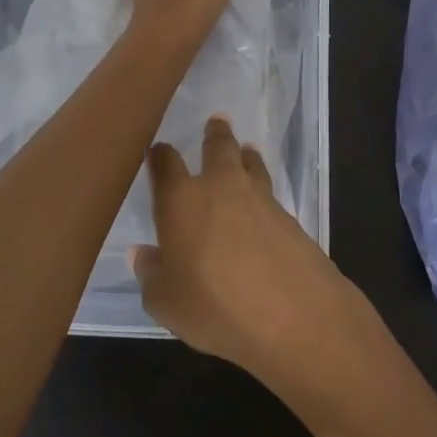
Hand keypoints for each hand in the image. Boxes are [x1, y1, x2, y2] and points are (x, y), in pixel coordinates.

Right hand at [132, 117, 368, 381]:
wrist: (293, 314)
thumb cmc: (214, 306)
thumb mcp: (166, 301)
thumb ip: (151, 273)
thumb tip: (143, 253)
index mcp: (181, 200)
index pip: (165, 164)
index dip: (159, 155)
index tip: (157, 151)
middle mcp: (221, 187)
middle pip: (219, 147)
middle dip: (215, 134)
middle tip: (216, 122)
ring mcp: (261, 198)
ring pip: (251, 164)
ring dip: (246, 156)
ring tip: (246, 151)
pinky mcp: (290, 217)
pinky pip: (270, 193)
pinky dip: (263, 191)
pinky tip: (262, 206)